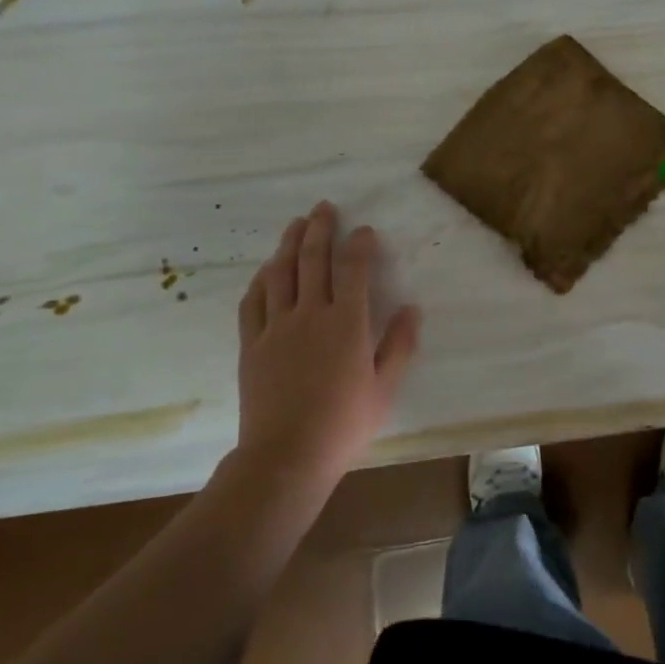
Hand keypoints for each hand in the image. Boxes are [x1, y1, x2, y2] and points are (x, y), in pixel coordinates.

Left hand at [235, 201, 420, 483]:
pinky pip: (253, 302)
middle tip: (323, 207)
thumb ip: (400, 345)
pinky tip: (266, 270)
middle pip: (313, 259)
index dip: (358, 243)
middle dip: (320, 228)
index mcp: (346, 323)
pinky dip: (261, 280)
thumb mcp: (384, 388)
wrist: (286, 457)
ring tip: (295, 224)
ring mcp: (276, 327)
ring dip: (288, 243)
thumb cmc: (343, 424)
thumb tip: (412, 308)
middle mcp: (310, 314)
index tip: (363, 230)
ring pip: (280, 273)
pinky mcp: (252, 344)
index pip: (352, 268)